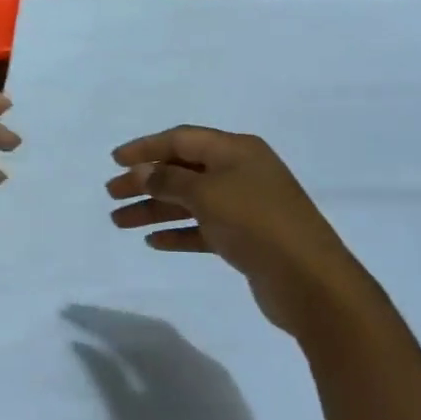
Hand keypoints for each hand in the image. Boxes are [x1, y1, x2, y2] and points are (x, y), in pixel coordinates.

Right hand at [66, 305, 270, 419]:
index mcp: (164, 355)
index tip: (67, 311)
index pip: (122, 327)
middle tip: (83, 317)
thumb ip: (106, 380)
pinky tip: (144, 356)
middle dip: (113, 319)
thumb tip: (82, 345)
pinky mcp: (218, 379)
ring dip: (134, 330)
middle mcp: (187, 349)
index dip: (93, 318)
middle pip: (144, 324)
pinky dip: (154, 344)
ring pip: (164, 335)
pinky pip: (178, 348)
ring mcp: (206, 362)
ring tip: (108, 333)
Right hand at [106, 126, 365, 337]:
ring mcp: (244, 206)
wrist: (309, 280)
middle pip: (183, 169)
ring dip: (155, 208)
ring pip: (189, 201)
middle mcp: (240, 172)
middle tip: (112, 193)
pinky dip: (178, 232)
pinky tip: (153, 241)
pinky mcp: (245, 239)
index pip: (182, 139)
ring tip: (119, 221)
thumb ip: (170, 179)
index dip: (146, 147)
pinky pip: (203, 229)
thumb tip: (143, 171)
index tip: (115, 160)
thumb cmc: (256, 222)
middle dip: (146, 180)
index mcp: (236, 150)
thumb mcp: (207, 193)